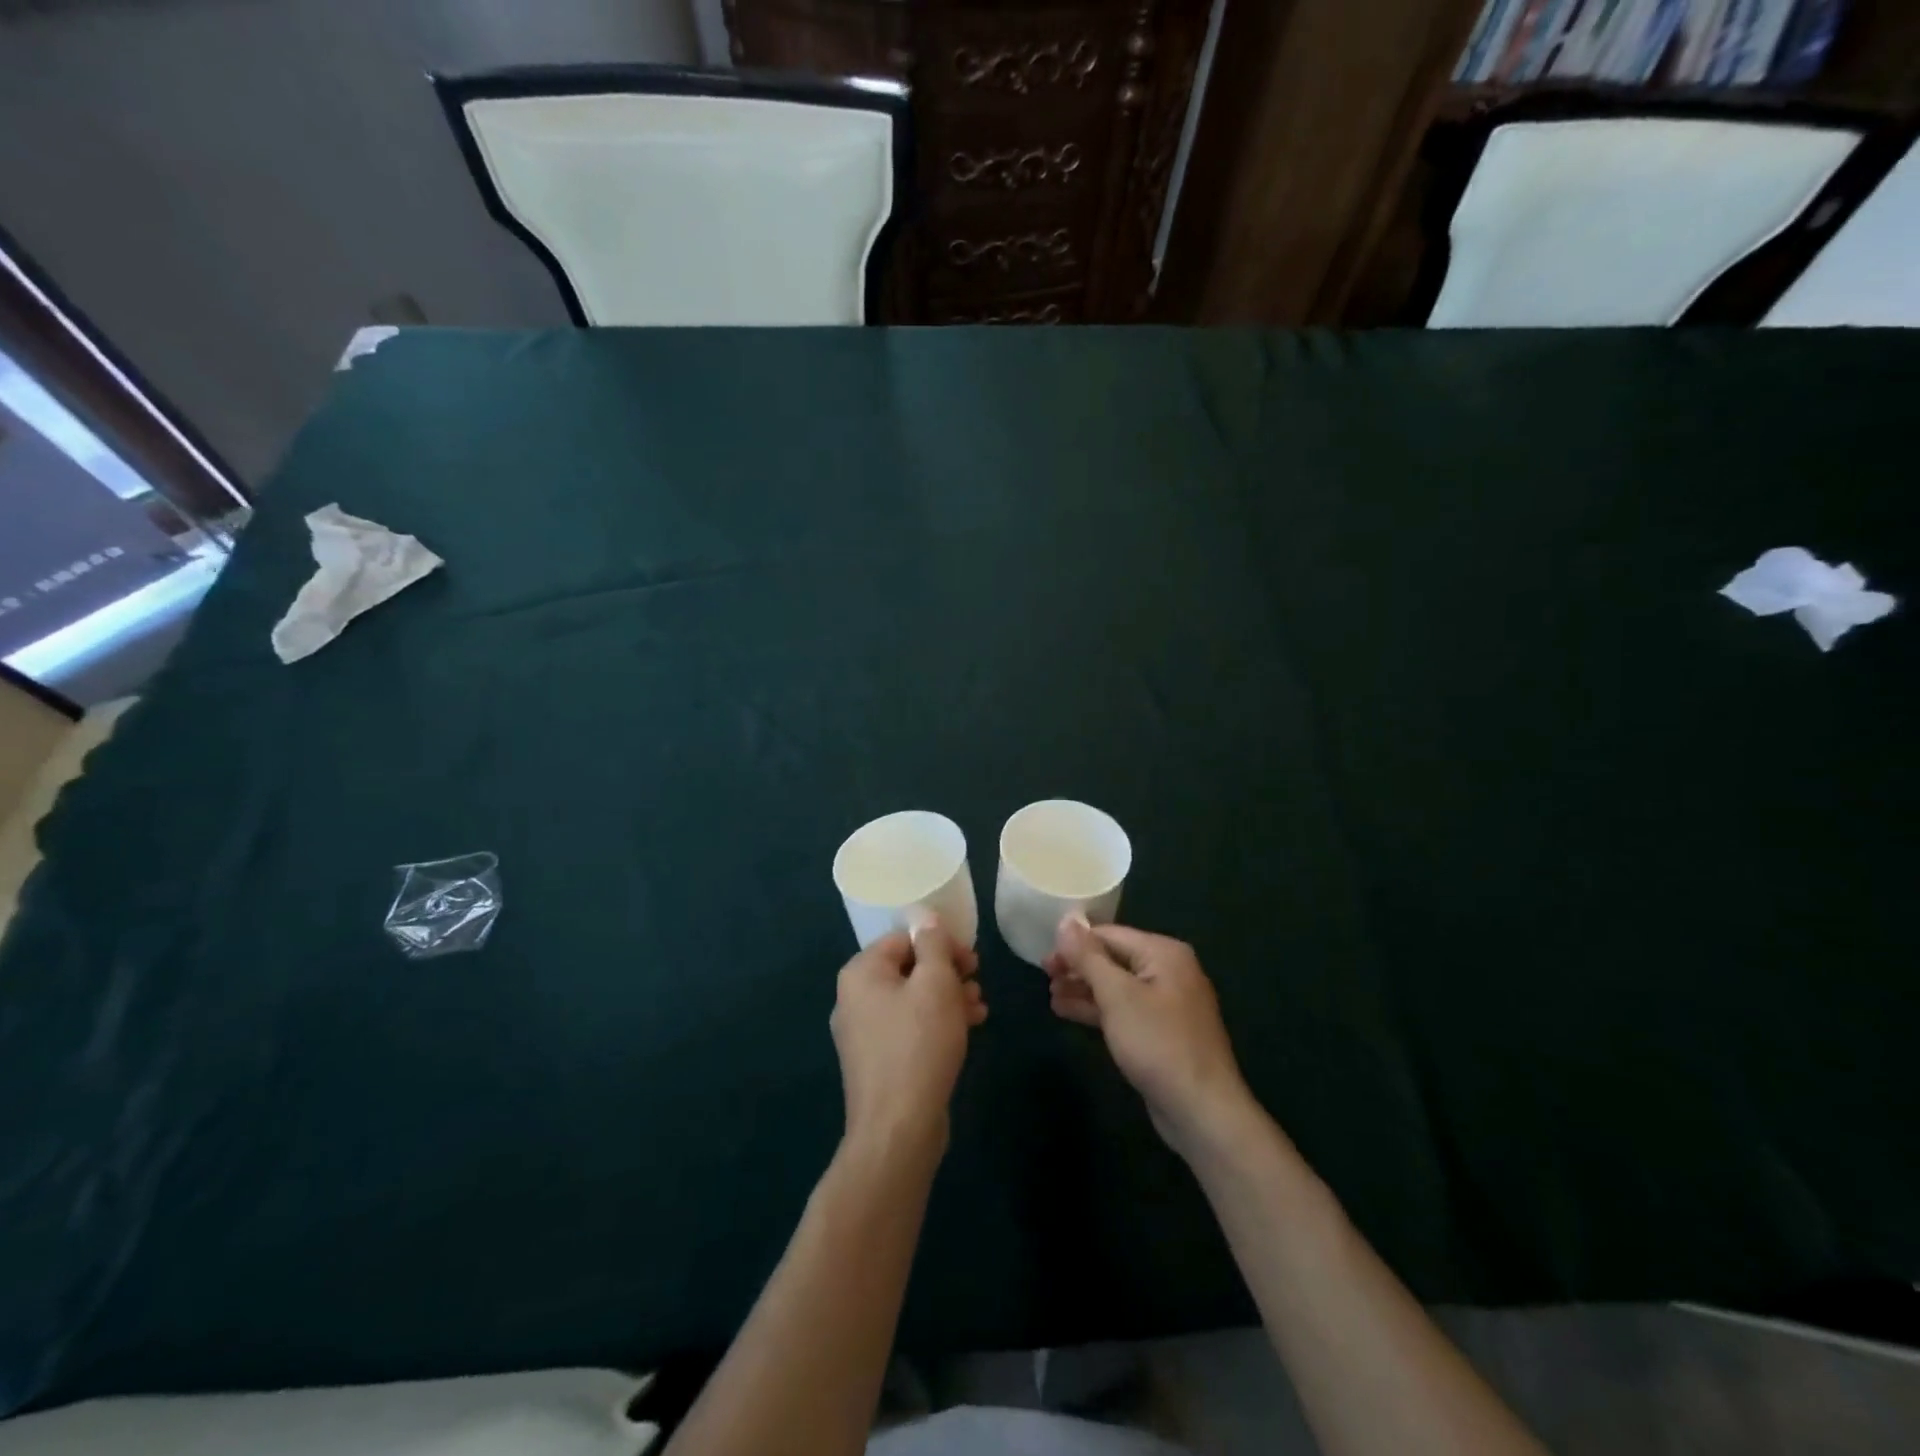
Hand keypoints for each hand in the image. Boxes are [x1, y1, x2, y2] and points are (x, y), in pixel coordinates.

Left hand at [831, 922, 985, 1158]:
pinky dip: (936, 1023)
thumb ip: (934, 945)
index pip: (904, 938)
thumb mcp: (936, 984)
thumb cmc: (918, 1044)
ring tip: (979, 1009)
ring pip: (912, 999)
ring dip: (947, 998)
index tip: (971, 960)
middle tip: (977, 981)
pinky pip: (909, 1027)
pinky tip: (968, 1031)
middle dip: (947, 972)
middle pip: (908, 968)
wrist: (898, 1129)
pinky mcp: (877, 1061)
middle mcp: (854, 998)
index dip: (941, 943)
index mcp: (861, 973)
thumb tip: (927, 919)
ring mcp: (863, 1033)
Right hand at [1046, 919, 1255, 1158]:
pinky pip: (1123, 1010)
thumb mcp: (1117, 995)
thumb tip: (1065, 922)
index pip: (1109, 935)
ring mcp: (1166, 1003)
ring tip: (1050, 995)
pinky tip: (1068, 1012)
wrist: (1201, 1111)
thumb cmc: (1158, 1043)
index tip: (1043, 959)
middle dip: (1078, 967)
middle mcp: (1168, 971)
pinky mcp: (1161, 1032)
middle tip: (1044, 976)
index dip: (1074, 944)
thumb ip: (1088, 957)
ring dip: (1083, 989)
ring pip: (1116, 986)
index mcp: (1164, 953)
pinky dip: (1097, 1009)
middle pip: (1113, 958)